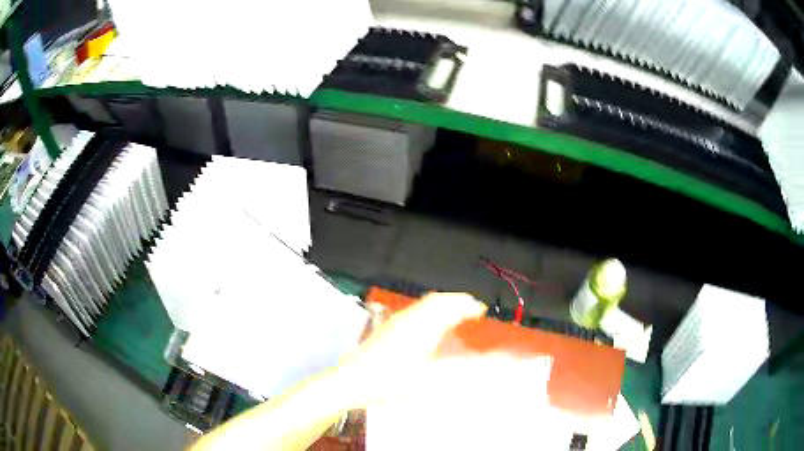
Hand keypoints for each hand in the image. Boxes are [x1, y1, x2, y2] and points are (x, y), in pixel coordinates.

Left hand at [342, 292, 487, 406]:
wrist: (352, 381)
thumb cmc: (390, 382)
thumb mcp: (425, 380)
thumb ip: (452, 368)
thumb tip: (475, 362)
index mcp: (422, 329)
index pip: (449, 308)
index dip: (467, 305)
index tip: (481, 308)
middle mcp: (410, 319)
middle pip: (437, 300)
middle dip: (456, 300)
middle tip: (472, 305)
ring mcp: (396, 321)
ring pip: (424, 303)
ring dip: (443, 302)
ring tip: (455, 310)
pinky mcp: (387, 327)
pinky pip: (415, 309)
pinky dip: (430, 308)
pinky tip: (430, 320)